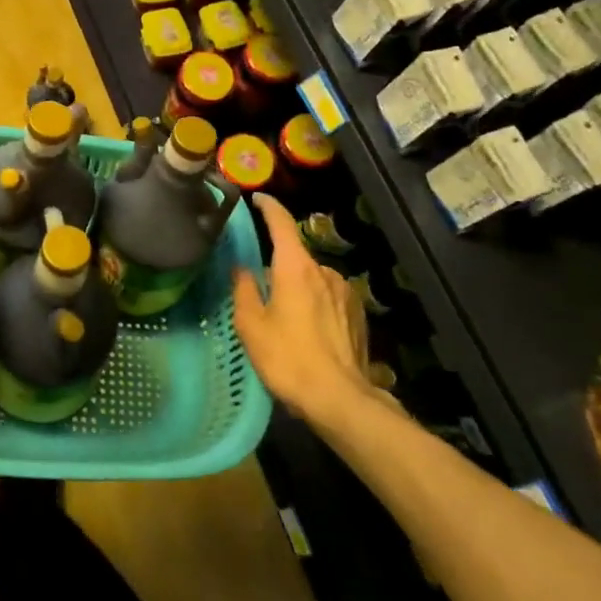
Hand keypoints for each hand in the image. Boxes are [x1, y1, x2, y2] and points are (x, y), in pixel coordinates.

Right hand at [233, 194, 378, 427]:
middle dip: (279, 270)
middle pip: (295, 258)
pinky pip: (329, 299)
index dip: (268, 208)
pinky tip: (310, 334)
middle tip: (262, 297)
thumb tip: (242, 269)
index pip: (281, 224)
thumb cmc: (288, 359)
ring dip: (299, 290)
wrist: (341, 400)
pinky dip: (316, 306)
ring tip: (287, 323)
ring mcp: (346, 292)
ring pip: (313, 280)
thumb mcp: (251, 326)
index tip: (257, 199)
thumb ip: (244, 290)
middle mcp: (324, 271)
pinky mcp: (358, 314)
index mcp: (295, 267)